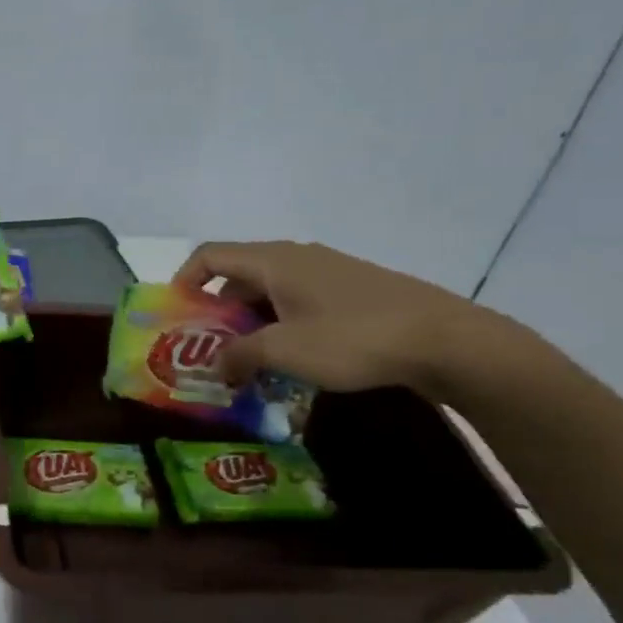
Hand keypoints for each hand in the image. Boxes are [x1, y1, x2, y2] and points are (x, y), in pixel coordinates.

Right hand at [173, 240, 510, 396]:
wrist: (446, 340)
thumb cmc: (353, 338)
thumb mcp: (285, 351)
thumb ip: (240, 356)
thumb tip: (217, 366)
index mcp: (273, 261)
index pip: (210, 256)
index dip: (184, 281)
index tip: (177, 316)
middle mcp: (296, 257)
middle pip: (239, 276)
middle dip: (218, 313)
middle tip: (210, 351)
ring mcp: (328, 272)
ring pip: (271, 292)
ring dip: (251, 324)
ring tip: (249, 362)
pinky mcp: (353, 291)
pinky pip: (299, 302)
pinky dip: (282, 325)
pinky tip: (293, 360)